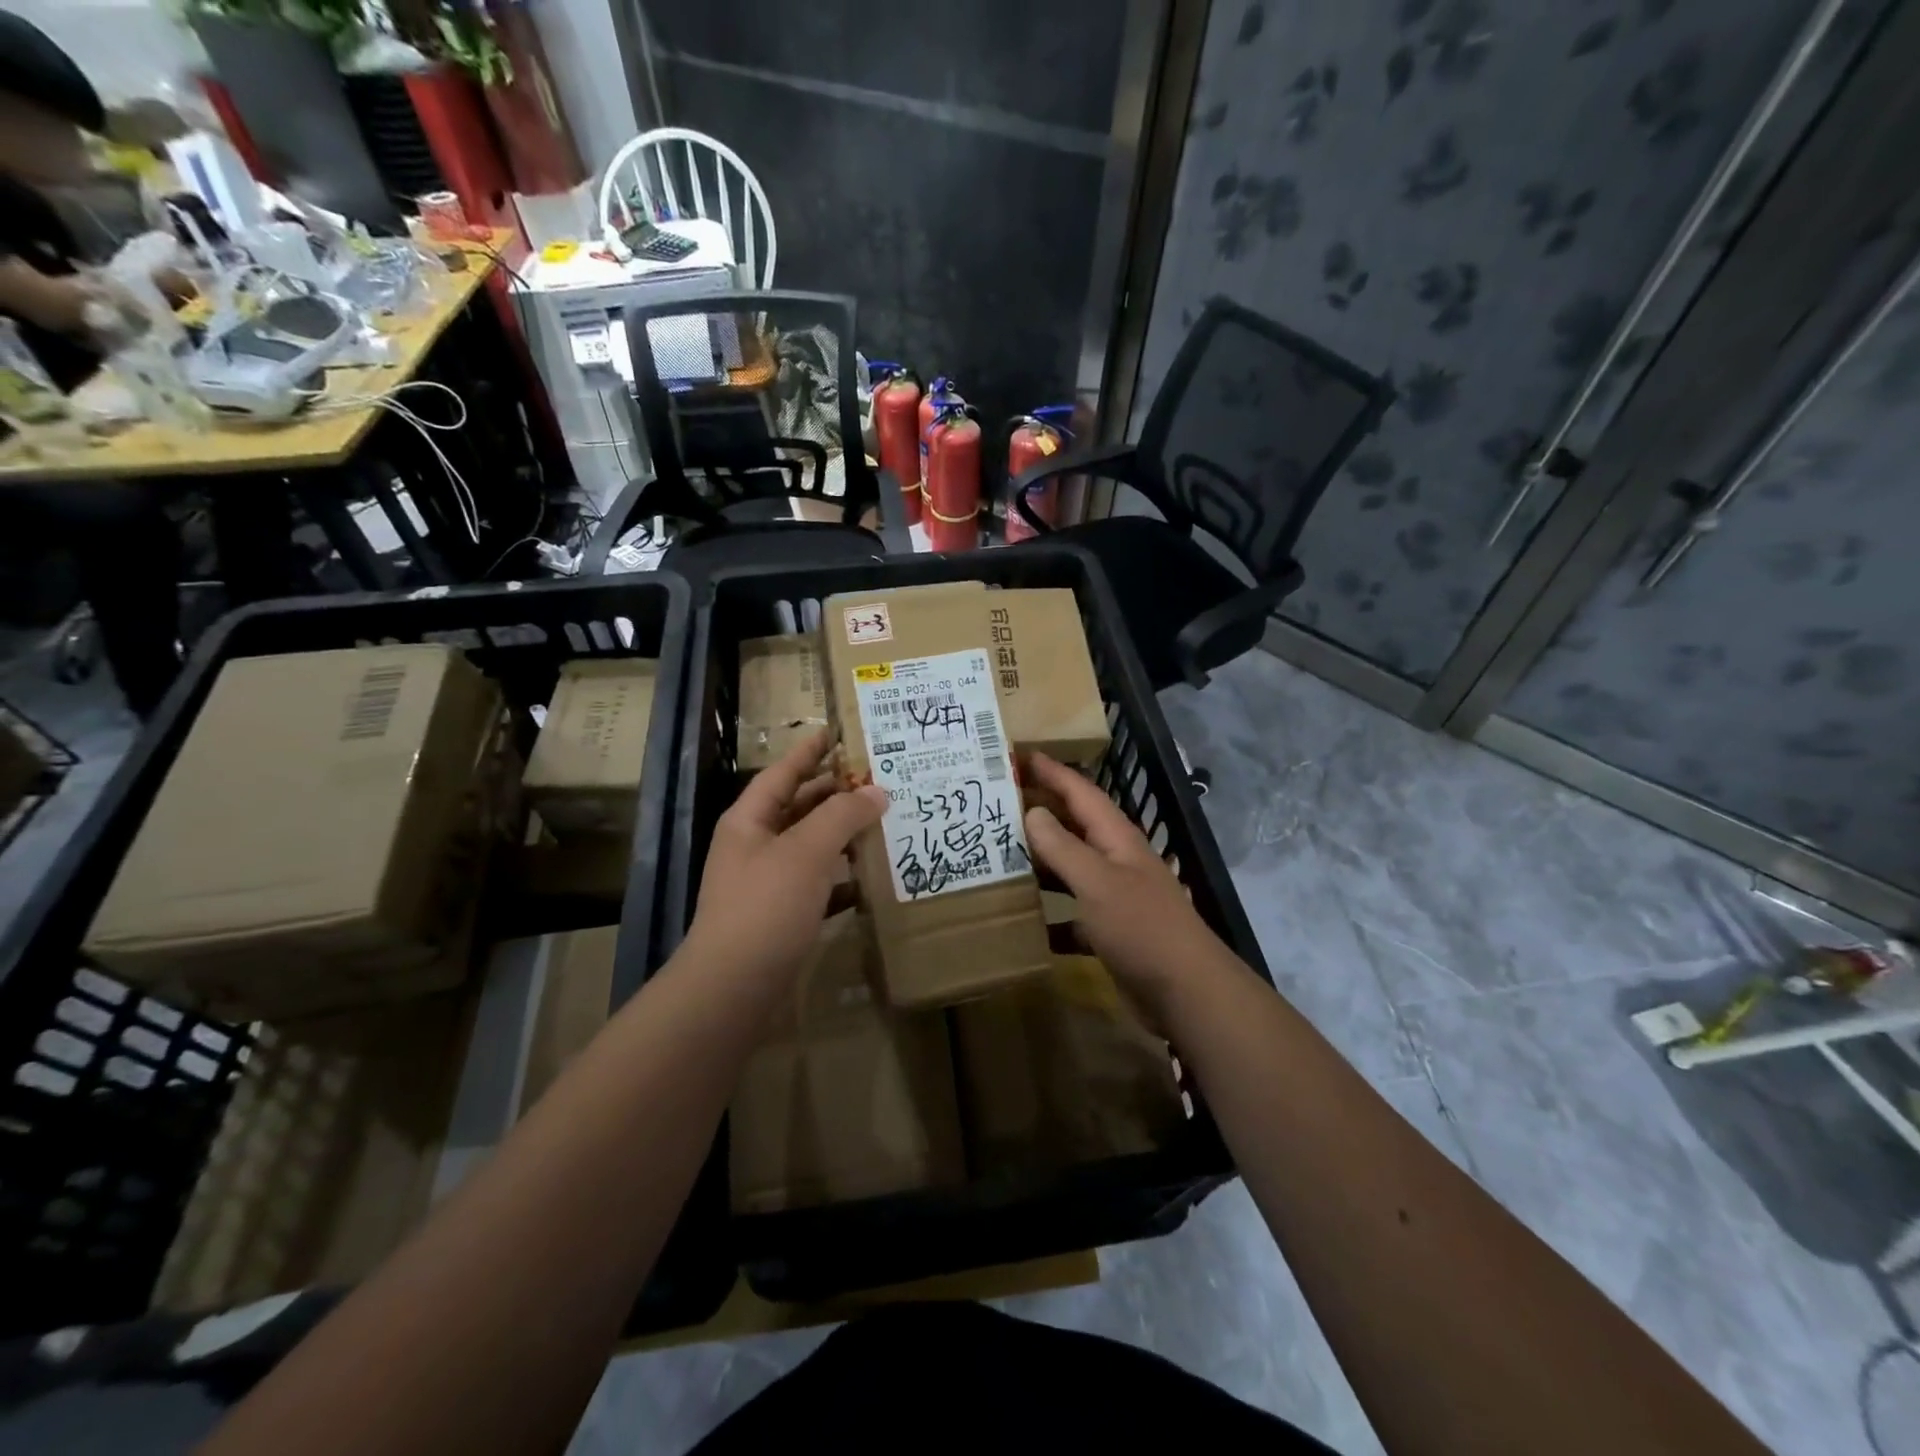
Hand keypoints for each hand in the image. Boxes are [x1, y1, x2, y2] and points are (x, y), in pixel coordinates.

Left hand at [687, 729, 885, 981]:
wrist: (734, 986)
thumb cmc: (766, 906)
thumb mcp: (806, 851)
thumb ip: (842, 816)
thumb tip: (877, 791)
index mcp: (750, 821)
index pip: (782, 774)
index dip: (808, 752)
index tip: (834, 732)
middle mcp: (755, 846)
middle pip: (798, 808)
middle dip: (834, 793)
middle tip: (875, 778)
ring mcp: (766, 883)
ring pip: (810, 846)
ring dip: (842, 835)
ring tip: (882, 821)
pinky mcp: (781, 916)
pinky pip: (817, 885)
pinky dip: (842, 878)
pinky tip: (870, 879)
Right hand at [1022, 752, 1226, 1009]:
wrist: (1186, 992)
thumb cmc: (1141, 927)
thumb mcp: (1098, 881)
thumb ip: (1063, 847)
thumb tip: (1033, 812)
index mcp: (1116, 839)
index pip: (1080, 792)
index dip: (1052, 771)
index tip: (1018, 754)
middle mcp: (1115, 861)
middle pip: (1073, 827)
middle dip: (1040, 811)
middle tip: (997, 802)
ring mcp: (1114, 898)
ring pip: (1070, 870)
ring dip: (1040, 862)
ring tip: (998, 854)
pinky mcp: (1110, 933)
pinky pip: (1072, 916)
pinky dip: (1049, 916)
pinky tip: (1022, 921)